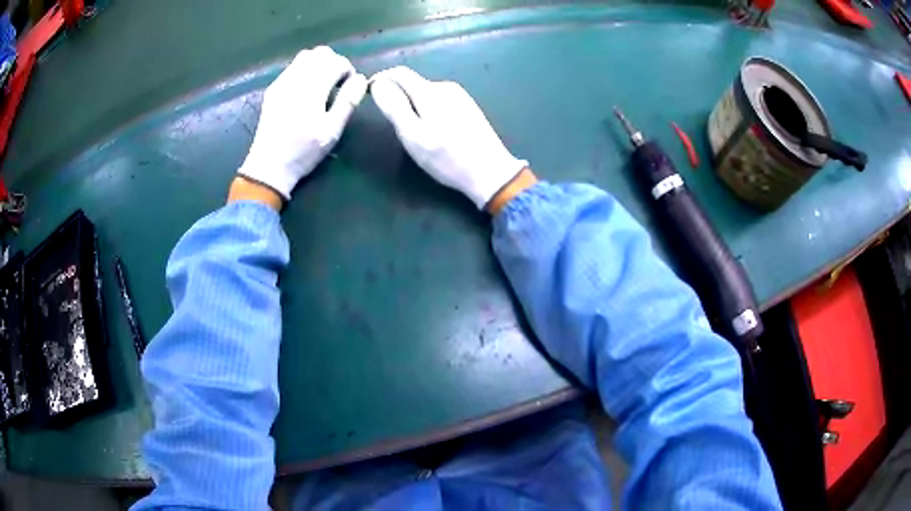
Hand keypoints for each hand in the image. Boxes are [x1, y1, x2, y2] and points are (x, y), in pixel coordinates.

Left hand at [238, 46, 366, 199]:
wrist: (269, 166)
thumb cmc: (304, 151)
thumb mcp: (332, 131)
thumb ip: (348, 102)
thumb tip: (361, 79)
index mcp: (311, 89)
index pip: (335, 62)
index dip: (347, 70)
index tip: (349, 87)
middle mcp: (295, 80)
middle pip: (320, 53)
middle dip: (334, 63)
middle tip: (338, 84)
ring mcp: (281, 83)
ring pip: (305, 57)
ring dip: (319, 64)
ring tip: (323, 85)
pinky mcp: (273, 89)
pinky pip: (292, 68)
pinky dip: (305, 71)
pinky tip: (306, 91)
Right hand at [370, 67, 527, 209]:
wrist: (490, 172)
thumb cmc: (447, 158)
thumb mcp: (413, 136)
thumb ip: (394, 107)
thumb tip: (378, 84)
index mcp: (430, 91)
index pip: (400, 73)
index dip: (382, 79)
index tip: (370, 92)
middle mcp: (446, 87)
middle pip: (413, 83)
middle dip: (397, 95)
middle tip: (392, 123)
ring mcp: (460, 96)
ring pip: (426, 92)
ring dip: (413, 103)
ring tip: (412, 130)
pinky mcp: (468, 106)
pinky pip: (439, 101)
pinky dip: (427, 109)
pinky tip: (433, 130)